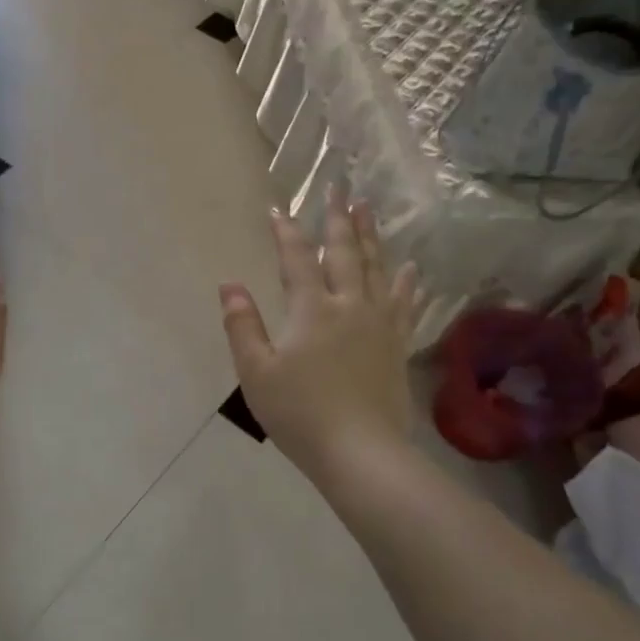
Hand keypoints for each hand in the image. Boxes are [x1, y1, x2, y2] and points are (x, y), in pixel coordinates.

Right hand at [219, 185, 419, 479]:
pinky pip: (403, 302)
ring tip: (370, 210)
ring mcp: (378, 324)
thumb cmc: (299, 413)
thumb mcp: (256, 372)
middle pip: (345, 253)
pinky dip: (406, 282)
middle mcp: (349, 306)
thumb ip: (242, 325)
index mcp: (311, 310)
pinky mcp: (396, 345)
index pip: (297, 259)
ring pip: (377, 269)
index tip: (278, 209)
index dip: (287, 232)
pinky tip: (410, 268)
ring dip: (372, 237)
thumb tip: (229, 285)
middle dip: (339, 219)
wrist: (360, 451)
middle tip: (341, 188)